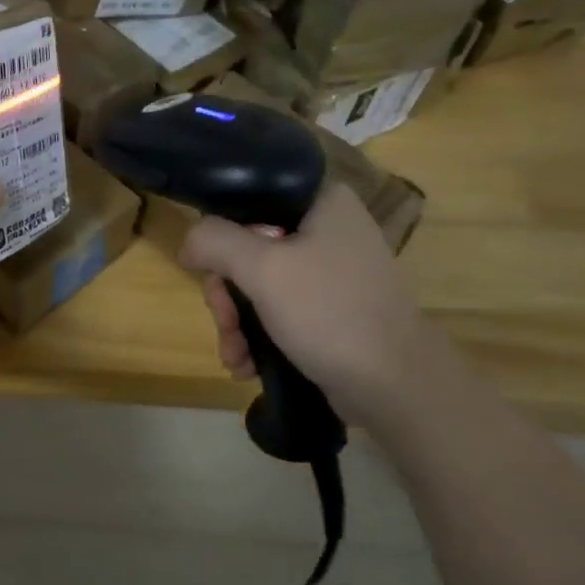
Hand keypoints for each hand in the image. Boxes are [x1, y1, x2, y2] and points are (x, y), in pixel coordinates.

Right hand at [178, 183, 439, 427]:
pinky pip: (278, 309)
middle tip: (224, 321)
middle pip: (248, 247)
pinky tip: (247, 364)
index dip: (220, 232)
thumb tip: (189, 241)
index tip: (207, 269)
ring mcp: (331, 272)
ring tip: (235, 356)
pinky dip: (258, 334)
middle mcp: (327, 229)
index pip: (250, 198)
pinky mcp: (330, 309)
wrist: (395, 386)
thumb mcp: (262, 269)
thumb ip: (215, 241)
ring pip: (259, 283)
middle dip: (227, 293)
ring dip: (236, 321)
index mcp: (321, 202)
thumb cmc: (329, 312)